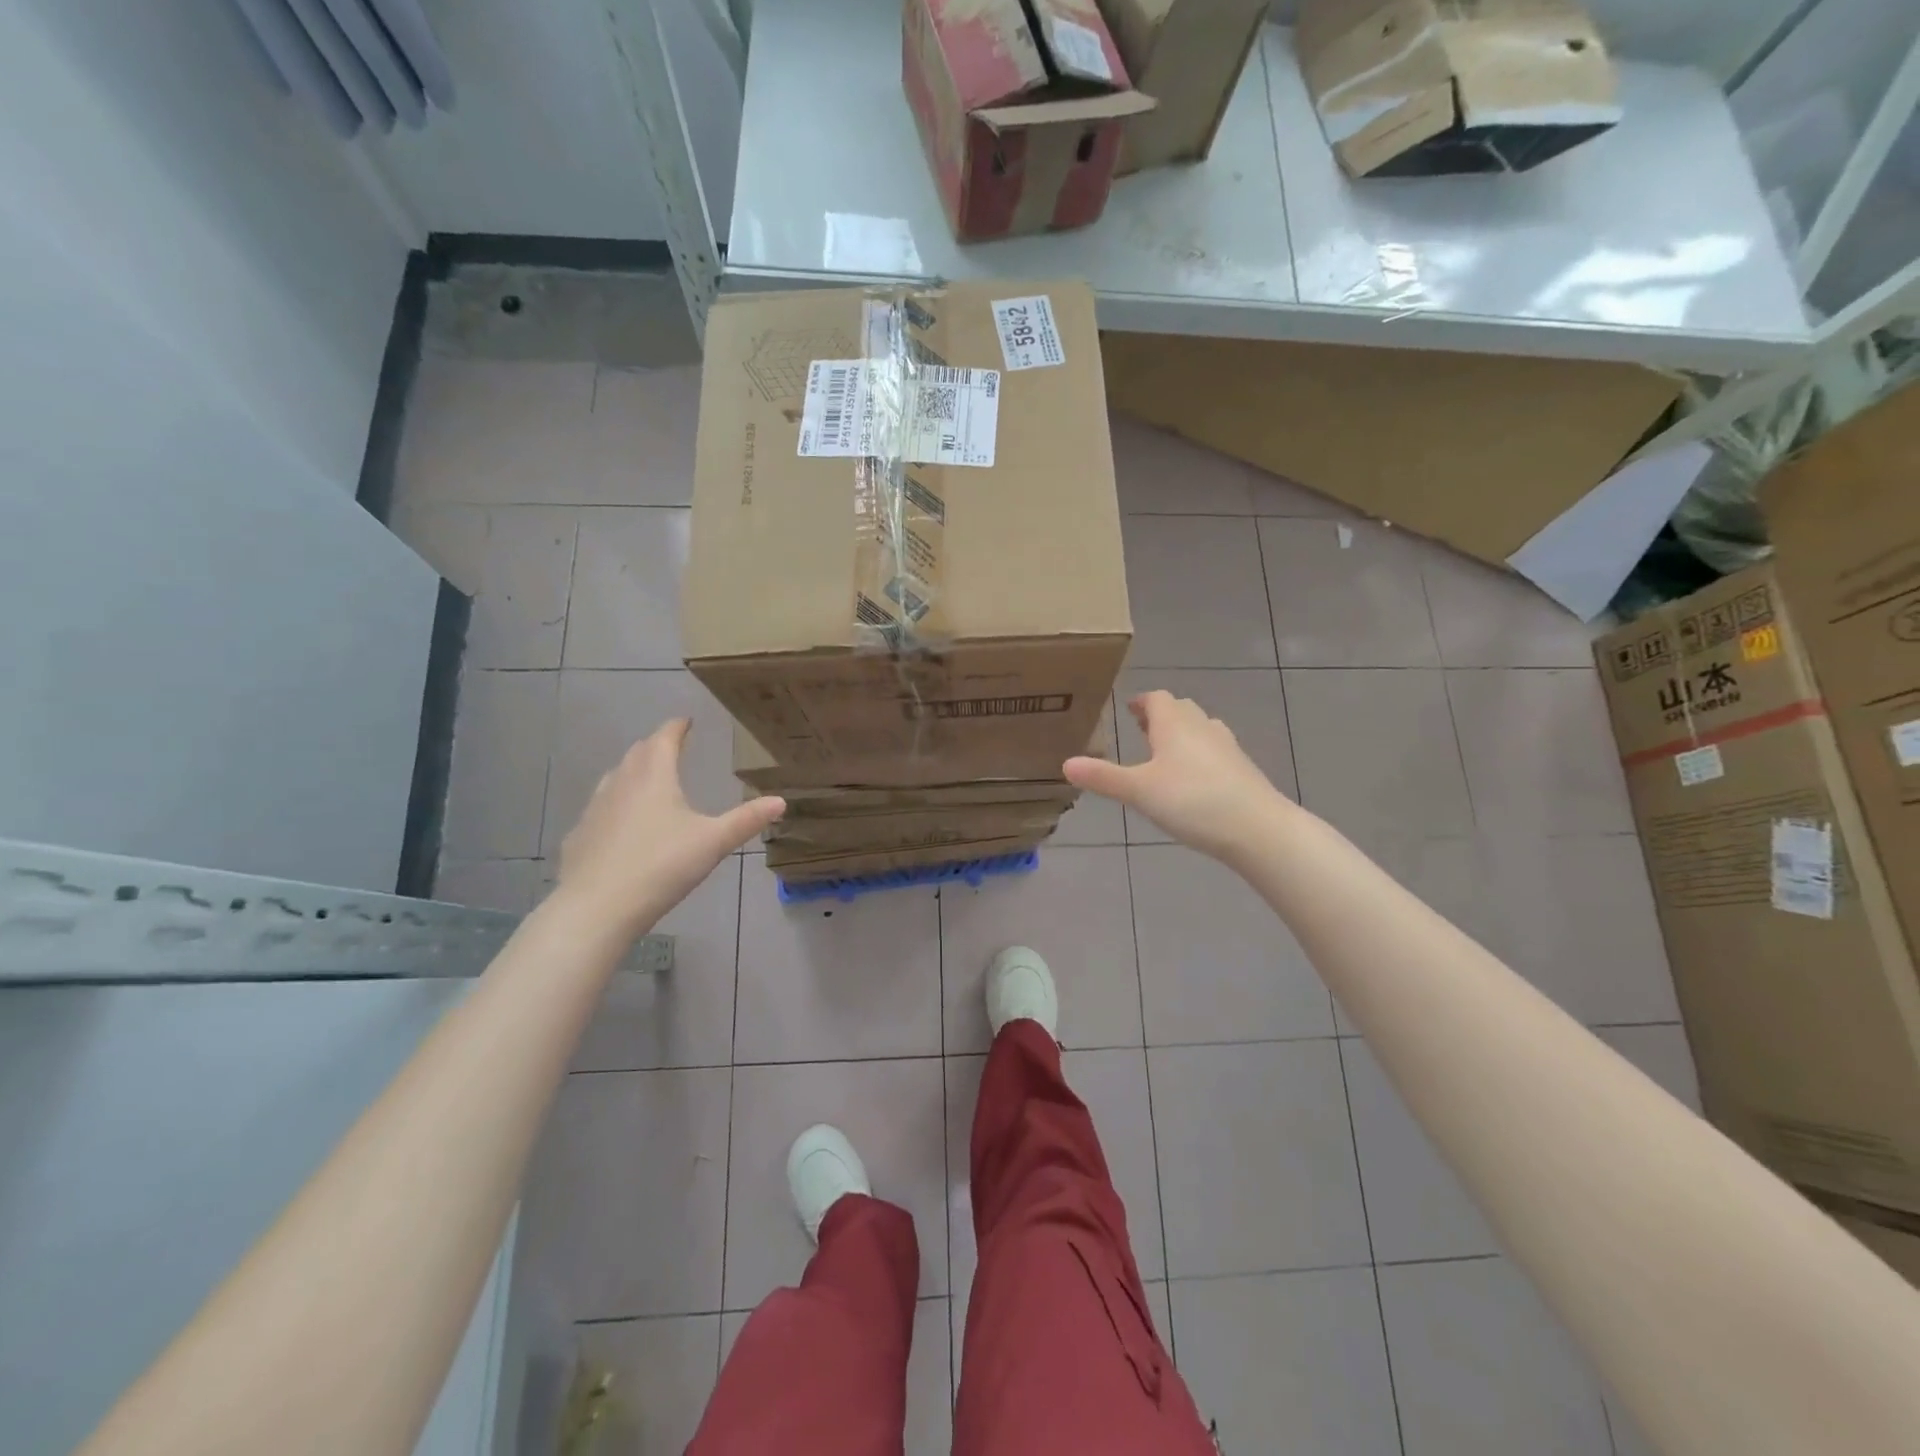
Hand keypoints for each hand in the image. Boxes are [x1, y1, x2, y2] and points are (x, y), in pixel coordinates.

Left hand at [556, 718, 783, 935]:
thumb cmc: (661, 866)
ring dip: (633, 772)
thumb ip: (746, 820)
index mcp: (654, 777)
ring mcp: (594, 809)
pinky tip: (623, 826)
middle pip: (638, 754)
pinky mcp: (579, 836)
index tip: (686, 721)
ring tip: (649, 781)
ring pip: (615, 778)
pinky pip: (600, 809)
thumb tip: (781, 801)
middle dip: (655, 747)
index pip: (664, 738)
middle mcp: (620, 784)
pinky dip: (616, 805)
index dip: (677, 727)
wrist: (596, 907)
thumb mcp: (713, 842)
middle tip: (672, 748)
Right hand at [1064, 691, 1292, 861]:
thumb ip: (1103, 777)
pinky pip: (1214, 751)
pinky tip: (1192, 781)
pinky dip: (1199, 756)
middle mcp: (1202, 726)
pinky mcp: (1242, 768)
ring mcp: (1227, 747)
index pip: (1157, 698)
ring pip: (1200, 729)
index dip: (1142, 702)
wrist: (1256, 828)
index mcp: (1174, 724)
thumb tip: (1066, 763)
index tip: (1128, 709)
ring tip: (1164, 754)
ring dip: (1181, 735)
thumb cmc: (1192, 801)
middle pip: (1180, 710)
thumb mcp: (1139, 791)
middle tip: (1141, 730)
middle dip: (1160, 717)